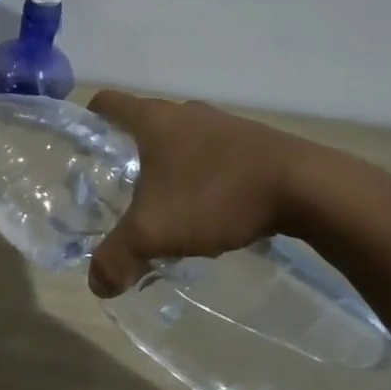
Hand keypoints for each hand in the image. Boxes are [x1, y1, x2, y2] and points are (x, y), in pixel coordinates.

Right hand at [85, 91, 349, 298]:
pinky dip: (205, 176)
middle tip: (120, 187)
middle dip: (130, 151)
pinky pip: (216, 156)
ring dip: (171, 166)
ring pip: (184, 141)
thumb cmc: (215, 195)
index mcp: (154, 120)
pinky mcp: (256, 144)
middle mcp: (186, 113)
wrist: (307, 188)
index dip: (89, 119)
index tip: (83, 145)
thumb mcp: (154, 232)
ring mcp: (225, 126)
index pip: (108, 104)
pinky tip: (210, 210)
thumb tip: (97, 285)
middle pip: (146, 123)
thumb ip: (118, 257)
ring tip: (165, 204)